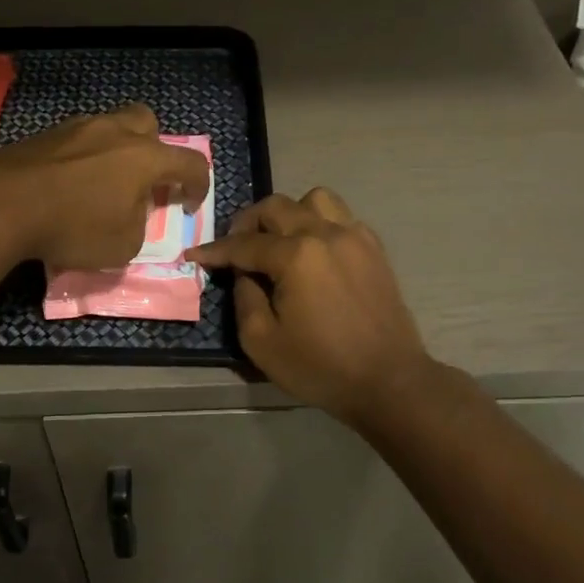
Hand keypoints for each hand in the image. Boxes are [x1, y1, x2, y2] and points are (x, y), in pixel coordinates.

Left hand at [0, 105, 211, 270]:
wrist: (3, 203)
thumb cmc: (73, 226)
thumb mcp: (122, 246)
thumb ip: (139, 225)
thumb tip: (132, 212)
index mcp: (144, 157)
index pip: (190, 162)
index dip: (198, 185)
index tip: (189, 204)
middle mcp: (116, 131)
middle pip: (148, 124)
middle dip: (155, 149)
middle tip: (145, 180)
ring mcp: (78, 127)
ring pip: (111, 126)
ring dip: (117, 149)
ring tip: (105, 181)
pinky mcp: (46, 134)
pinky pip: (79, 139)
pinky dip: (85, 156)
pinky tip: (72, 181)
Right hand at [189, 188, 432, 426]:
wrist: (389, 382)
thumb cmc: (321, 366)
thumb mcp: (262, 341)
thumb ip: (244, 297)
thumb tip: (243, 272)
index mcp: (296, 255)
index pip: (244, 243)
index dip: (215, 250)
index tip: (194, 254)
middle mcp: (325, 233)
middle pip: (277, 207)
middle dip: (248, 222)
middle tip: (235, 247)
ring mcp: (355, 237)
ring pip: (314, 200)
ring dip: (289, 213)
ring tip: (278, 240)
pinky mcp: (374, 249)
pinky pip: (341, 217)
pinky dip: (319, 224)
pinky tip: (312, 252)